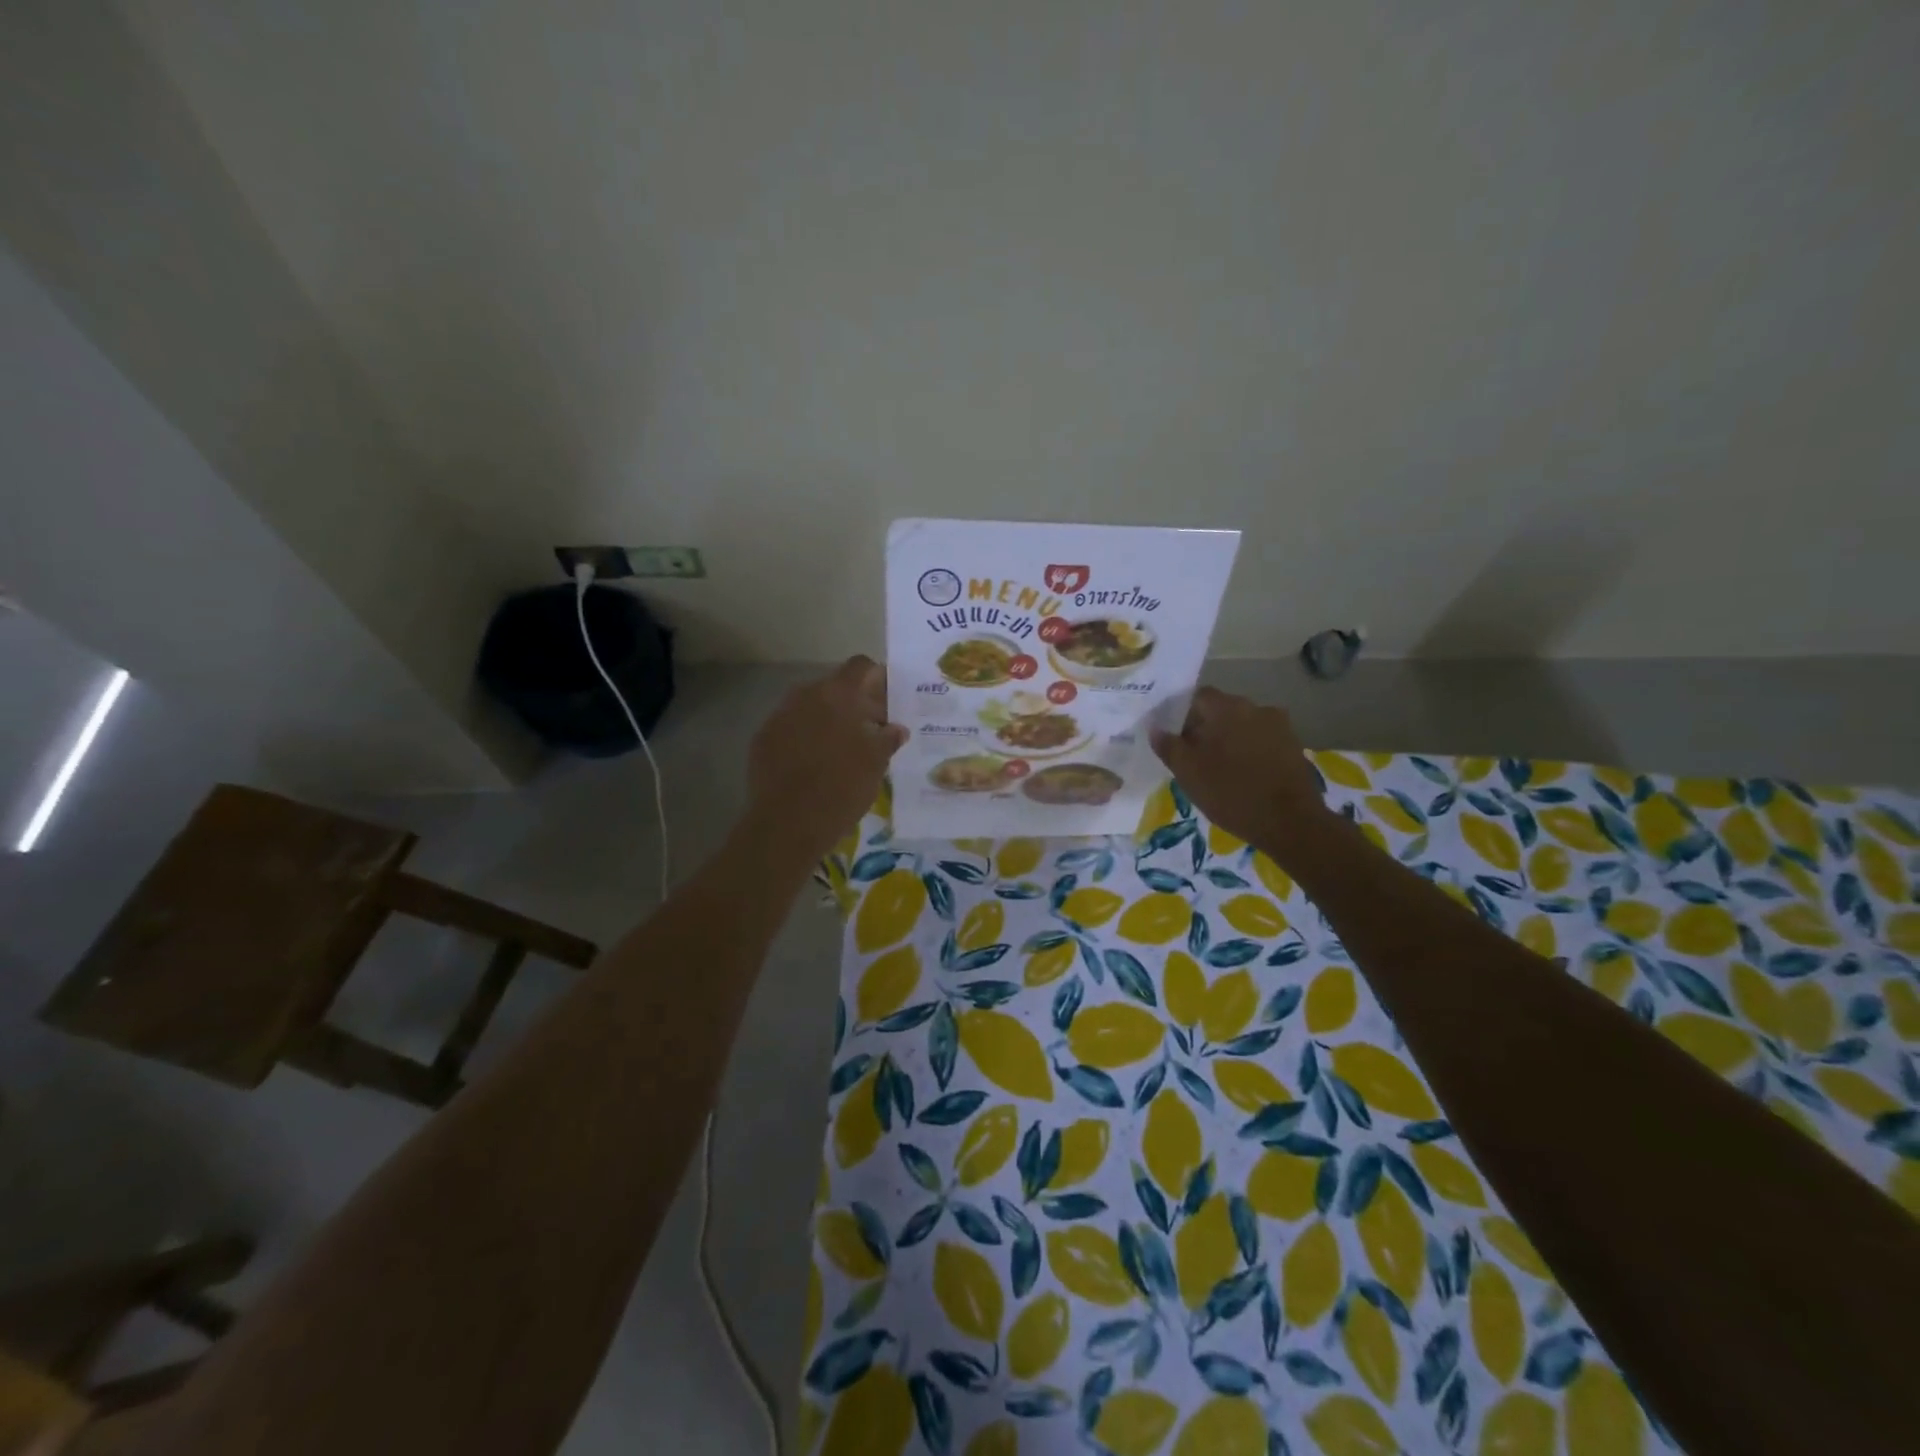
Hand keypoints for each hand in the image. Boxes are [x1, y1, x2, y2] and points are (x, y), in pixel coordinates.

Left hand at [746, 656, 906, 860]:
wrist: (787, 824)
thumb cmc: (841, 788)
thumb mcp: (876, 764)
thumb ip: (887, 739)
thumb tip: (896, 729)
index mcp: (837, 694)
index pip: (860, 667)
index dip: (877, 679)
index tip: (889, 702)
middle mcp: (804, 695)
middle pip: (835, 686)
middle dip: (855, 703)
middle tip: (872, 730)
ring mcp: (779, 716)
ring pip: (811, 707)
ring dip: (829, 720)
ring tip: (844, 749)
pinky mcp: (762, 739)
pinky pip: (791, 728)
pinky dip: (806, 737)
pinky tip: (815, 764)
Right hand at [1150, 686, 1333, 860]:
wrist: (1291, 823)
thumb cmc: (1231, 793)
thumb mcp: (1188, 773)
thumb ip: (1169, 746)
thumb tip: (1156, 728)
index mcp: (1227, 708)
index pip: (1197, 697)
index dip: (1181, 714)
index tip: (1173, 738)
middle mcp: (1255, 707)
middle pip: (1221, 710)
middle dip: (1205, 728)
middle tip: (1191, 757)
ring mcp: (1279, 726)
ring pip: (1242, 726)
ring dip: (1228, 740)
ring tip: (1218, 769)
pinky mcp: (1294, 746)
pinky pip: (1261, 741)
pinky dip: (1249, 752)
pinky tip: (1242, 775)